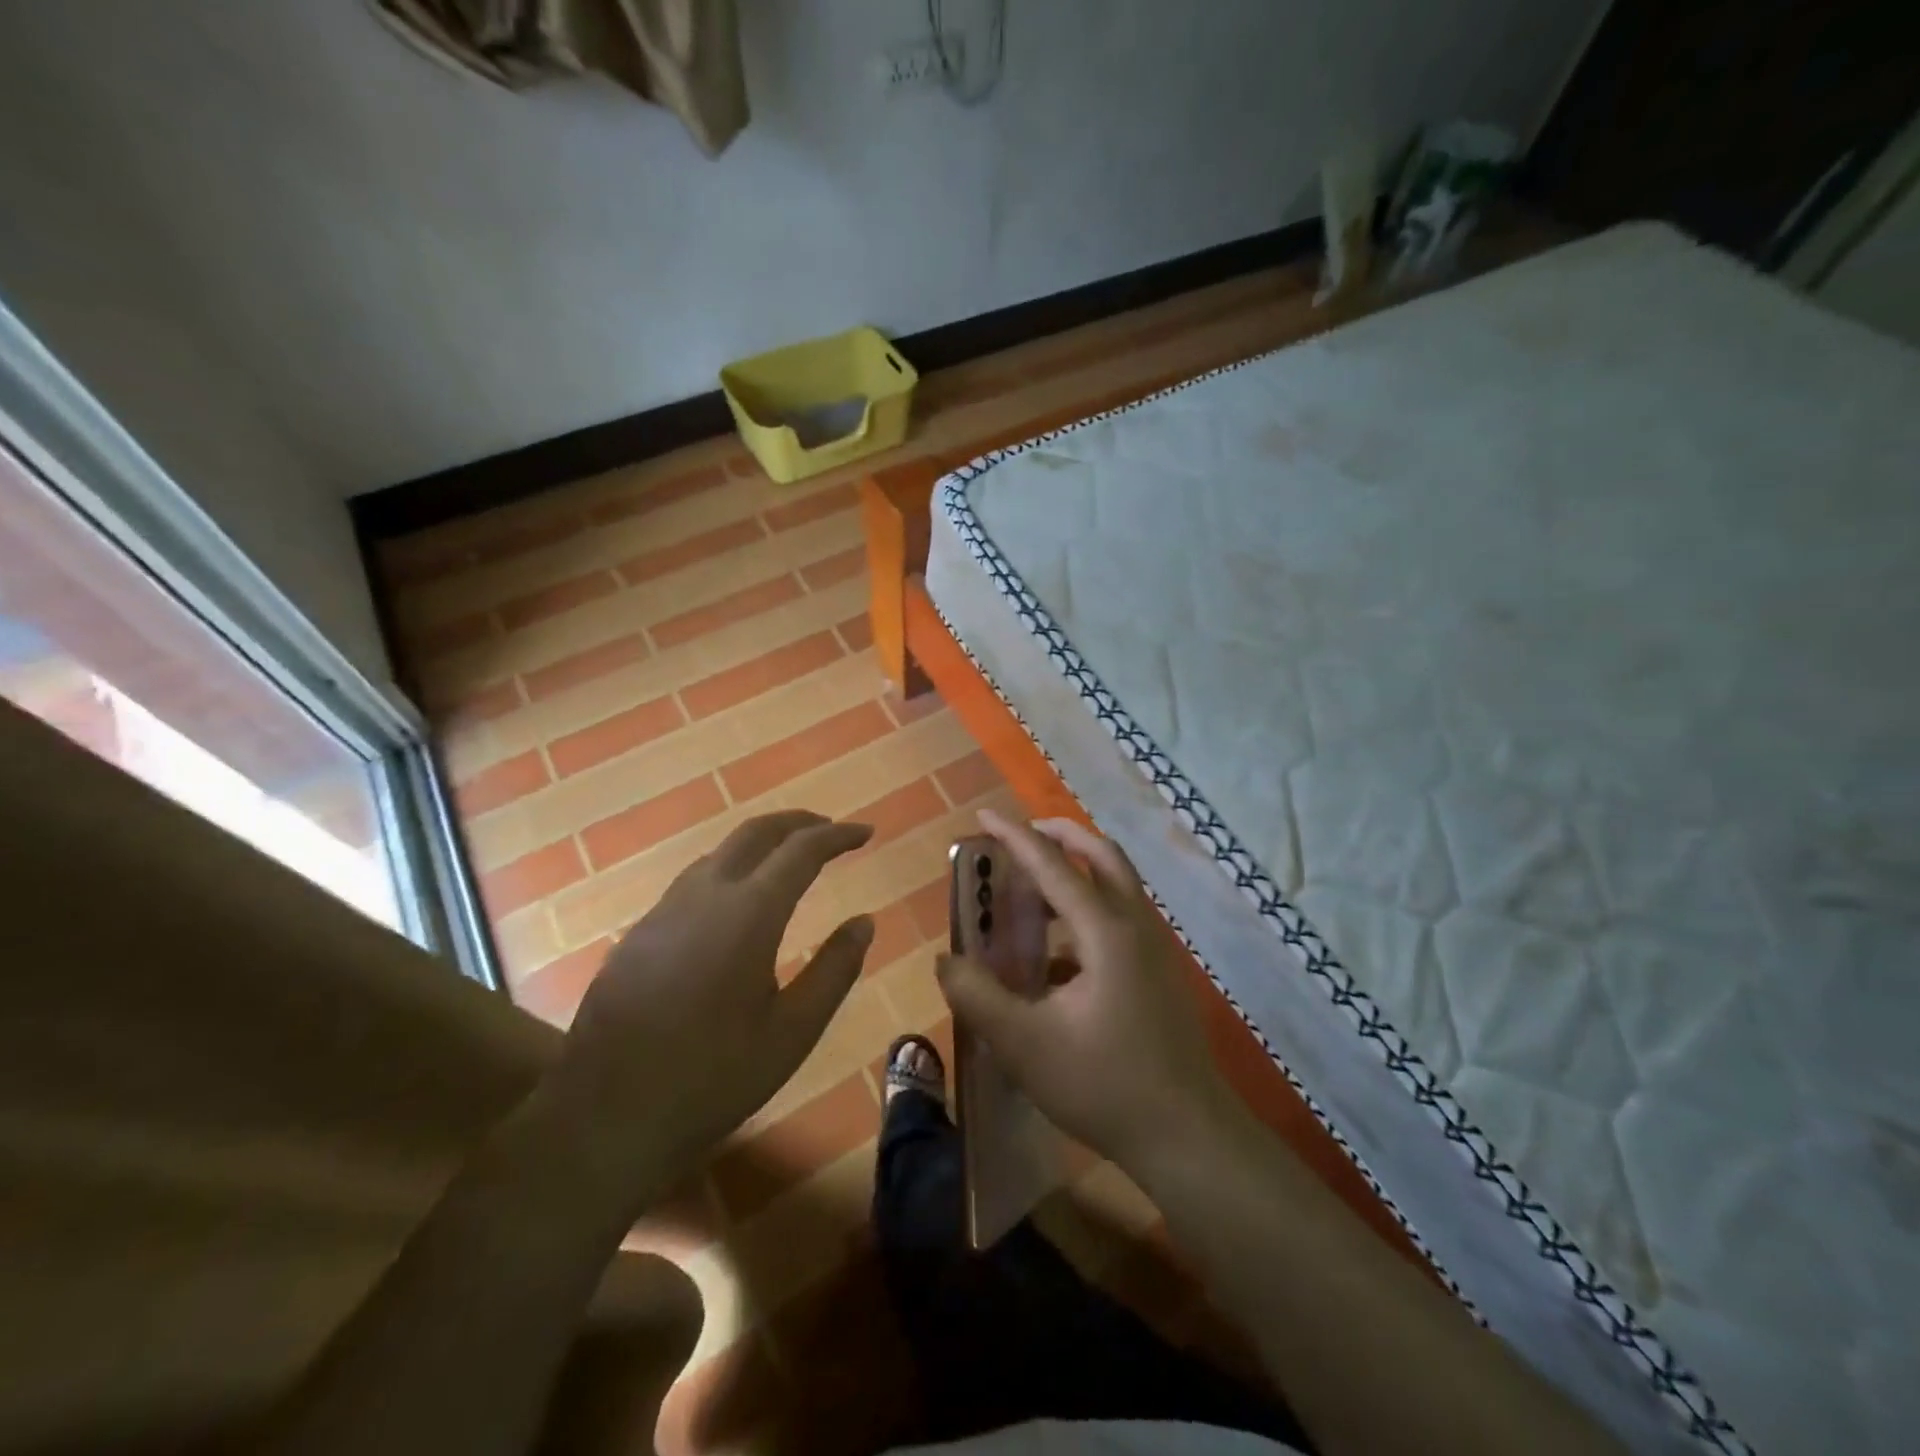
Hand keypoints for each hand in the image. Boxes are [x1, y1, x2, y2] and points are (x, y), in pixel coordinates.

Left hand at [544, 811, 874, 1203]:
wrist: (604, 1116)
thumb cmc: (713, 1078)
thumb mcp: (793, 1032)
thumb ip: (835, 970)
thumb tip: (864, 922)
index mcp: (749, 913)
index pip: (802, 850)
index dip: (838, 835)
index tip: (866, 832)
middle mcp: (705, 895)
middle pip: (755, 832)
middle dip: (798, 822)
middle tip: (830, 831)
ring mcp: (664, 911)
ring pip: (720, 853)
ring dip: (761, 844)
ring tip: (790, 861)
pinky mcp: (640, 933)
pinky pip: (694, 881)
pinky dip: (730, 871)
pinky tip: (737, 905)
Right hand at [936, 809, 1235, 1172]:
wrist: (1187, 1136)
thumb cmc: (1104, 1084)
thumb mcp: (1024, 1044)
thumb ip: (977, 997)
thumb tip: (947, 960)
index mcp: (1105, 930)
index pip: (1053, 865)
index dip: (1015, 837)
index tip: (983, 816)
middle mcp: (1135, 925)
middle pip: (1102, 855)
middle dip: (1061, 836)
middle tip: (1023, 836)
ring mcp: (1155, 949)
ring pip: (1117, 886)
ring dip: (1077, 874)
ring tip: (1032, 896)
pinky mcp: (1160, 974)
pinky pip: (1121, 921)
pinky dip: (1087, 915)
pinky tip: (1056, 960)